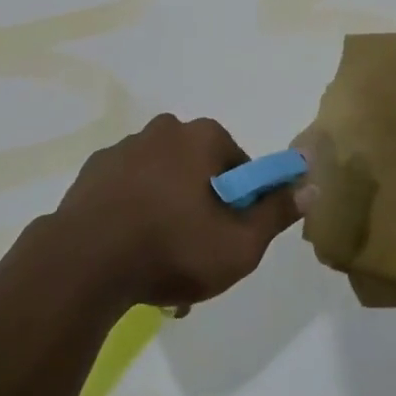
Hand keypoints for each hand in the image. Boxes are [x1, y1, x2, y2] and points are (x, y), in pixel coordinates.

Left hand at [44, 114, 300, 311]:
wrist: (85, 261)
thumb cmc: (172, 247)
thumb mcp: (239, 244)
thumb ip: (276, 212)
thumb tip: (310, 184)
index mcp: (201, 137)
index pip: (239, 164)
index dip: (242, 202)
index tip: (232, 236)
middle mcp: (163, 130)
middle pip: (198, 170)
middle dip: (203, 207)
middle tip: (197, 254)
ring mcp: (124, 148)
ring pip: (162, 180)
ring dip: (167, 212)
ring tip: (160, 266)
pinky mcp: (94, 171)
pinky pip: (128, 189)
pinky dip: (134, 212)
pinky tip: (129, 252)